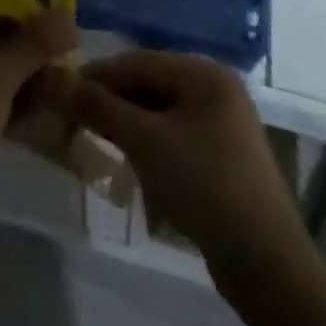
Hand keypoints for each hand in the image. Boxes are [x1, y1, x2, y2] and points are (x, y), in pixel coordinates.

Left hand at [0, 14, 74, 250]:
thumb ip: (30, 45)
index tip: (60, 14)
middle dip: (33, 47)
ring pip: (2, 75)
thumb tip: (67, 13)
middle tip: (74, 48)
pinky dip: (26, 104)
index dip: (22, 9)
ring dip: (33, 77)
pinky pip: (2, 104)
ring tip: (73, 78)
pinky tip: (58, 106)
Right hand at [71, 51, 307, 277]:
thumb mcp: (146, 142)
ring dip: (127, 120)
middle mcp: (217, 90)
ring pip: (161, 111)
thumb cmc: (204, 185)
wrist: (265, 263)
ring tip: (92, 132)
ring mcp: (223, 125)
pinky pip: (175, 134)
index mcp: (205, 75)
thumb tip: (60, 82)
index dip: (98, 73)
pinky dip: (148, 140)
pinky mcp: (223, 157)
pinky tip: (126, 155)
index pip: (140, 61)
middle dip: (112, 97)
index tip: (62, 87)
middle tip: (72, 113)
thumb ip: (102, 107)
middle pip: (151, 83)